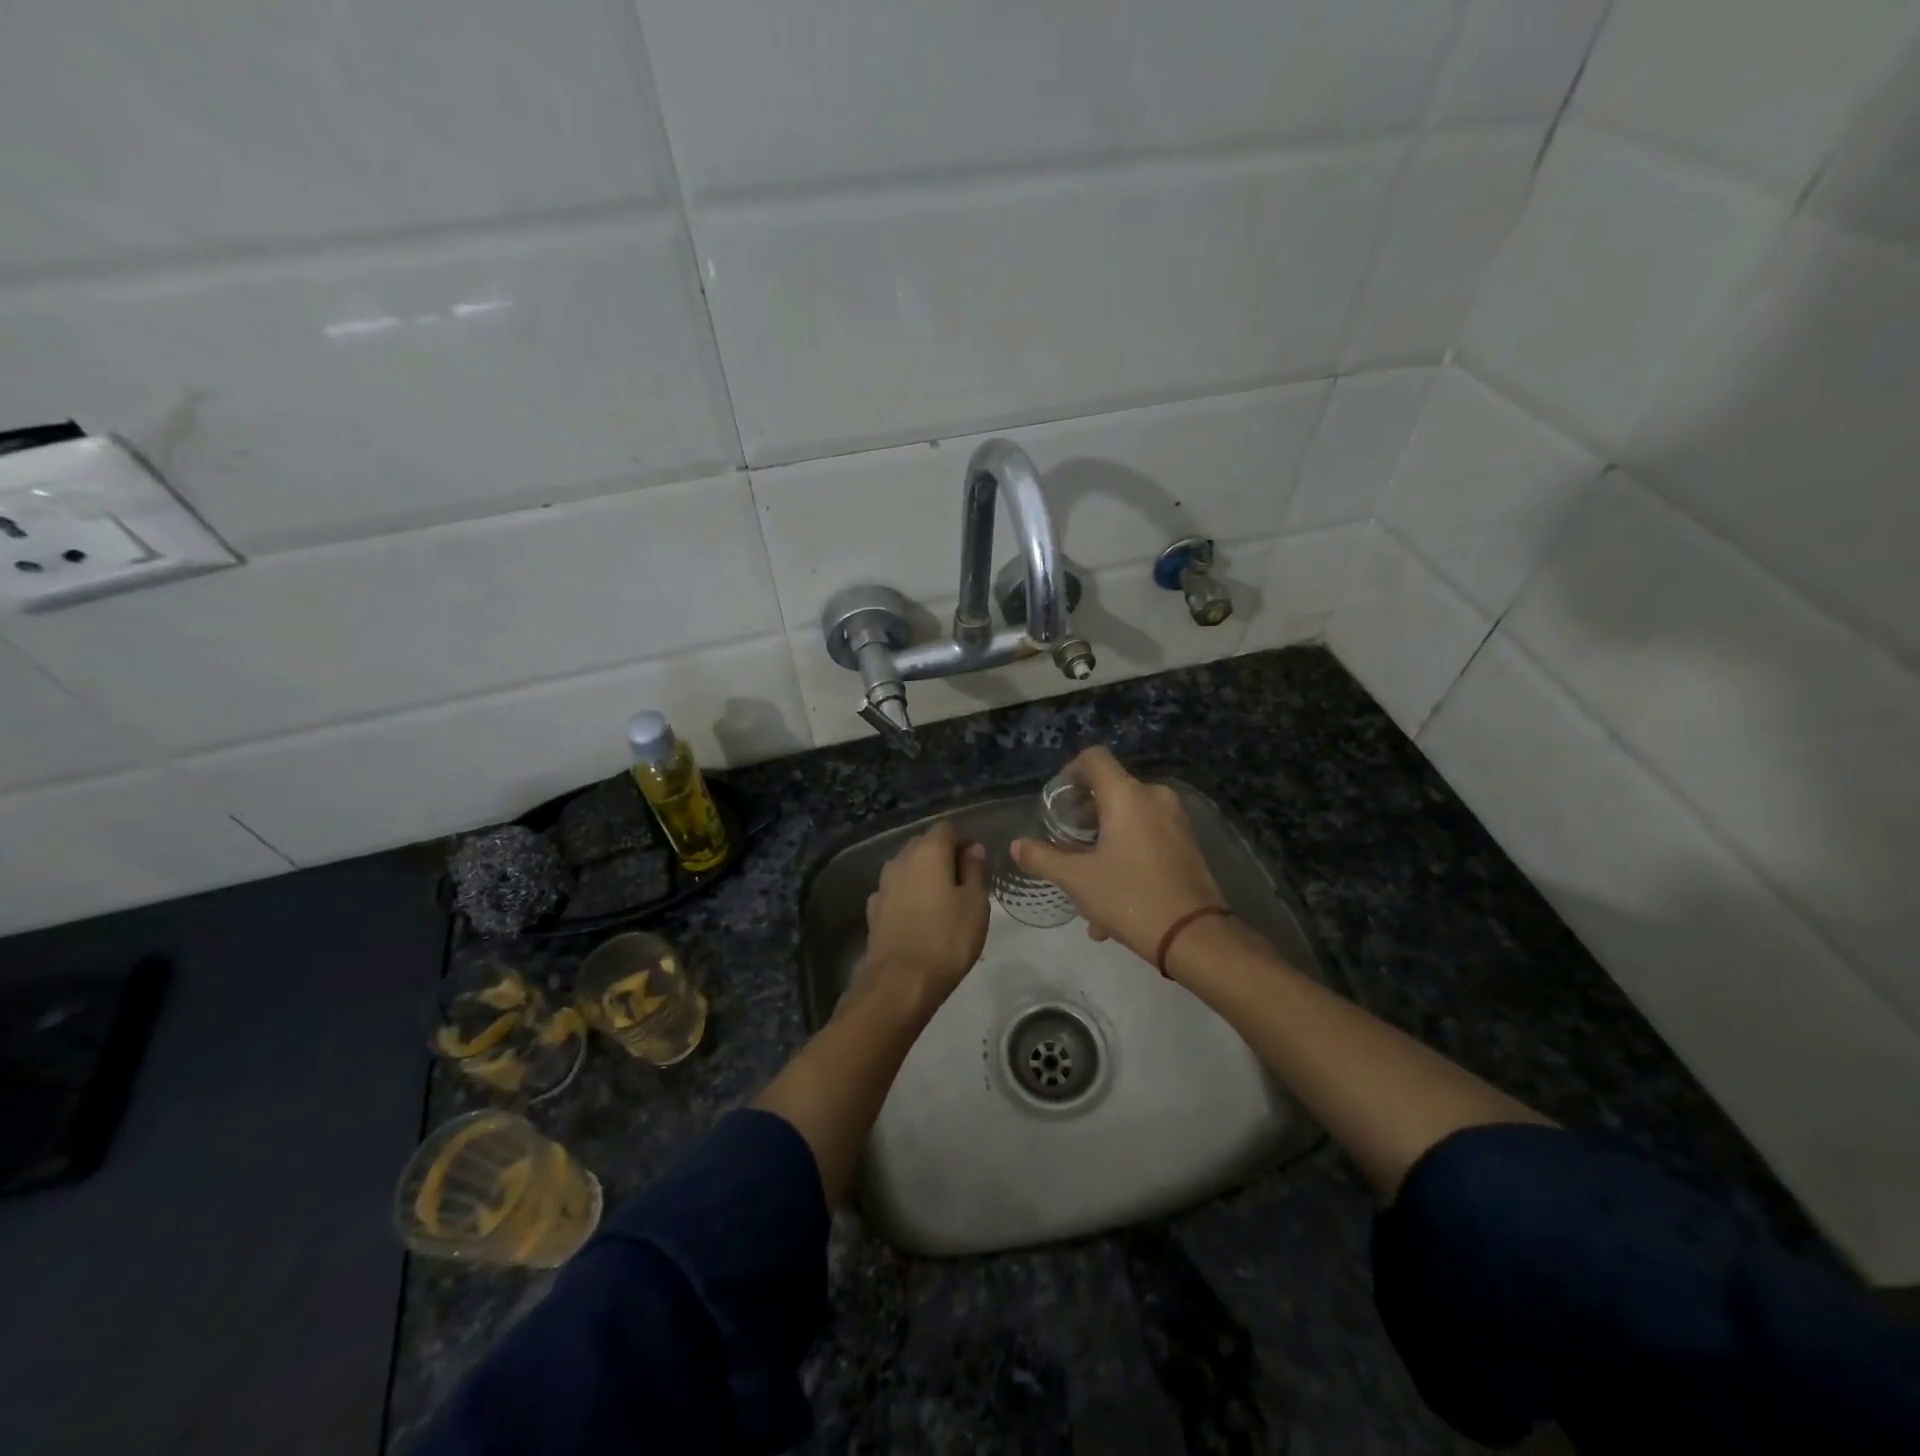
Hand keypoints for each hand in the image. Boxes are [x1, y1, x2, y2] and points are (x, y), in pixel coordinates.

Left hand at [857, 821, 989, 1006]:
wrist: (900, 982)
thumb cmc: (947, 939)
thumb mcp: (976, 903)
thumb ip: (976, 870)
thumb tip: (973, 849)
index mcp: (928, 851)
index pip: (947, 828)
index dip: (965, 840)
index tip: (979, 861)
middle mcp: (901, 859)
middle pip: (924, 844)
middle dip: (944, 855)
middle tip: (965, 881)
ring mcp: (883, 884)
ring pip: (908, 867)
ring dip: (925, 875)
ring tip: (943, 899)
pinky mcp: (873, 909)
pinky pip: (897, 890)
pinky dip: (910, 895)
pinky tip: (920, 916)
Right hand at [1010, 747, 1225, 964]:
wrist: (1195, 936)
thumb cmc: (1130, 897)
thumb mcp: (1077, 880)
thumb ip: (1043, 858)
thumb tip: (1017, 845)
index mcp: (1127, 795)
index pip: (1094, 758)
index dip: (1069, 773)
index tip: (1056, 804)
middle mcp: (1154, 798)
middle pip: (1109, 791)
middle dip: (1082, 820)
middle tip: (1065, 847)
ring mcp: (1176, 821)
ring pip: (1127, 820)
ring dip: (1102, 845)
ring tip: (1085, 886)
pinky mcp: (1188, 845)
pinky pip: (1146, 839)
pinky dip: (1126, 857)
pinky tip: (1111, 903)